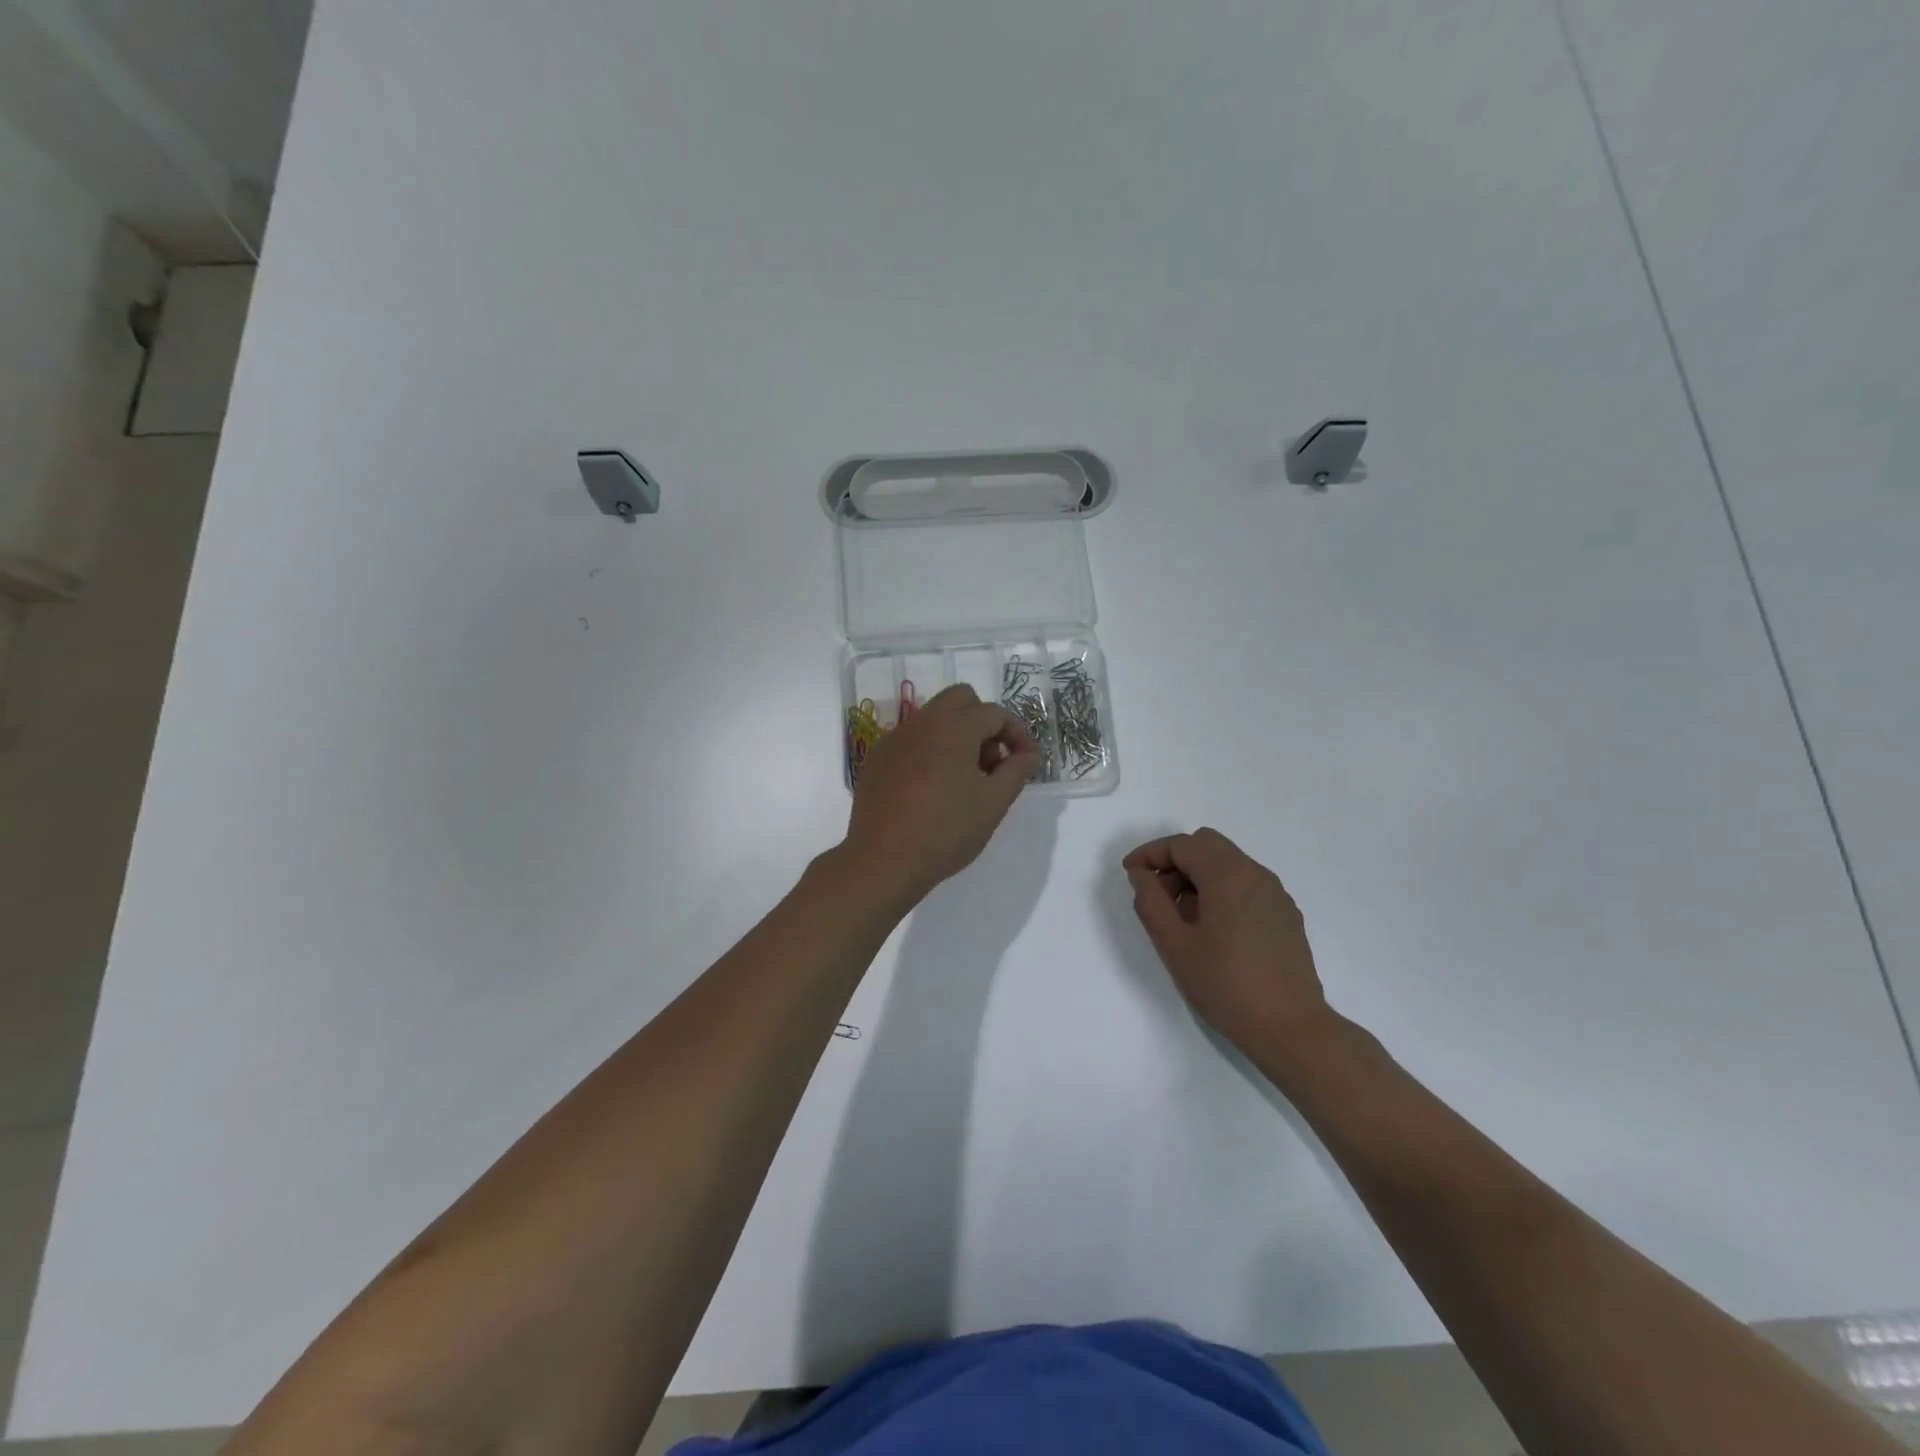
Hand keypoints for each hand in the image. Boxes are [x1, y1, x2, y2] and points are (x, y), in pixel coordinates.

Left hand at [844, 684, 1042, 905]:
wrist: (882, 861)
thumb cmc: (945, 831)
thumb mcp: (993, 803)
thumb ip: (1016, 771)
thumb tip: (1029, 754)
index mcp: (953, 728)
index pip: (994, 712)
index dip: (1017, 733)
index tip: (1026, 762)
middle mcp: (921, 723)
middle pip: (961, 700)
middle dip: (983, 723)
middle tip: (992, 762)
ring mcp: (895, 739)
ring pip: (934, 718)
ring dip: (957, 735)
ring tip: (965, 780)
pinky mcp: (877, 759)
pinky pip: (912, 740)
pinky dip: (930, 750)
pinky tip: (932, 788)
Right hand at [1123, 828, 1329, 1058]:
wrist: (1291, 1028)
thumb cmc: (1225, 984)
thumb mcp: (1173, 944)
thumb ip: (1150, 901)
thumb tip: (1142, 874)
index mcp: (1228, 874)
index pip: (1182, 844)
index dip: (1150, 853)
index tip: (1130, 874)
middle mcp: (1256, 874)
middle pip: (1207, 846)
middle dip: (1175, 862)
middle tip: (1156, 895)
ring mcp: (1276, 894)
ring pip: (1228, 865)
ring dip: (1198, 878)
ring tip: (1182, 919)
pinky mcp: (1286, 916)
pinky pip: (1246, 886)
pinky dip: (1221, 892)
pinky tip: (1213, 932)